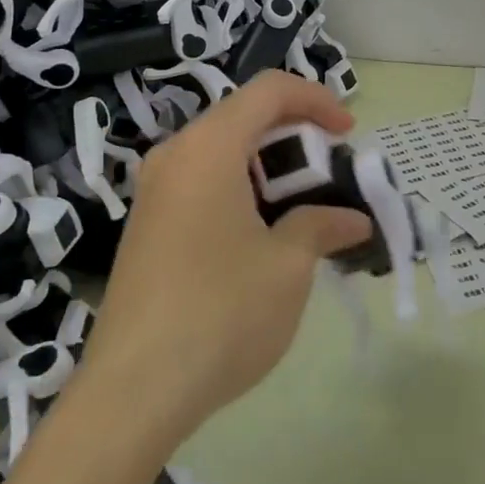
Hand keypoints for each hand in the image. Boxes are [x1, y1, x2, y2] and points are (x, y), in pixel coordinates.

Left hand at [79, 72, 372, 447]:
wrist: (132, 392)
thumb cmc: (221, 313)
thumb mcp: (288, 266)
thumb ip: (322, 225)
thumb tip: (352, 220)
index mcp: (208, 148)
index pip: (269, 90)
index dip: (316, 99)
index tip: (348, 133)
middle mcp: (175, 156)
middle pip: (244, 118)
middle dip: (295, 138)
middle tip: (330, 177)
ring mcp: (154, 192)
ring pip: (223, 153)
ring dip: (270, 169)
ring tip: (304, 211)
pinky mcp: (147, 226)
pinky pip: (202, 184)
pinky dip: (242, 192)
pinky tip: (262, 238)